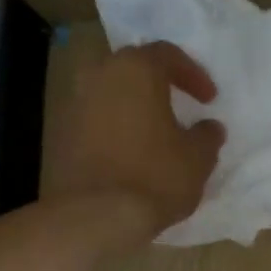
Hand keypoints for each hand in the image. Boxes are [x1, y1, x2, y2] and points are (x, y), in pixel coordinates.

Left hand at [48, 42, 225, 243]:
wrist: (94, 216)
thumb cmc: (155, 176)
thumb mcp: (198, 157)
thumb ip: (207, 136)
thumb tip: (209, 127)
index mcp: (136, 70)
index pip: (167, 54)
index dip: (193, 74)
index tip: (208, 99)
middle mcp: (100, 76)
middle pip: (134, 68)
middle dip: (158, 84)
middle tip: (179, 105)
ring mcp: (75, 104)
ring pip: (111, 94)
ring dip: (134, 107)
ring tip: (156, 132)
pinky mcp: (61, 134)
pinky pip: (96, 120)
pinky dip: (116, 128)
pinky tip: (132, 153)